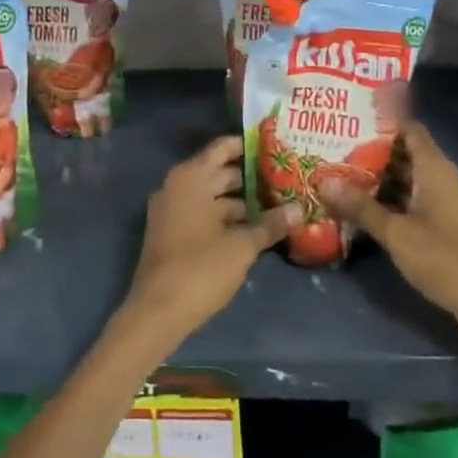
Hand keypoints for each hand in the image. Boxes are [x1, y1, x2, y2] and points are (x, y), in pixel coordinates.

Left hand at [120, 136, 295, 345]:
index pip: (222, 148)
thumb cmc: (200, 268)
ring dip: (240, 201)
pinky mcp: (172, 233)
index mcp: (190, 178)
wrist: (158, 311)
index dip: (248, 146)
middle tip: (284, 178)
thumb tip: (299, 209)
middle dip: (249, 176)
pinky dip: (225, 217)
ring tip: (276, 204)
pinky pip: (202, 213)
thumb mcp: (242, 246)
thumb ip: (270, 225)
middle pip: (218, 172)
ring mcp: (171, 210)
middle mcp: (177, 186)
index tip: (275, 146)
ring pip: (211, 196)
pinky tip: (253, 228)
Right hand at [323, 123, 457, 320]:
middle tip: (330, 145)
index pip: (407, 127)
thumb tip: (323, 181)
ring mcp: (439, 200)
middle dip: (368, 149)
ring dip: (374, 175)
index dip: (380, 119)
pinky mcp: (438, 222)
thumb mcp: (396, 232)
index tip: (347, 117)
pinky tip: (357, 204)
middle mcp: (438, 176)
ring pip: (402, 177)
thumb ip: (360, 206)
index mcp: (433, 167)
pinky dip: (384, 197)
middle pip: (401, 151)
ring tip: (335, 171)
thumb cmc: (445, 258)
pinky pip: (407, 197)